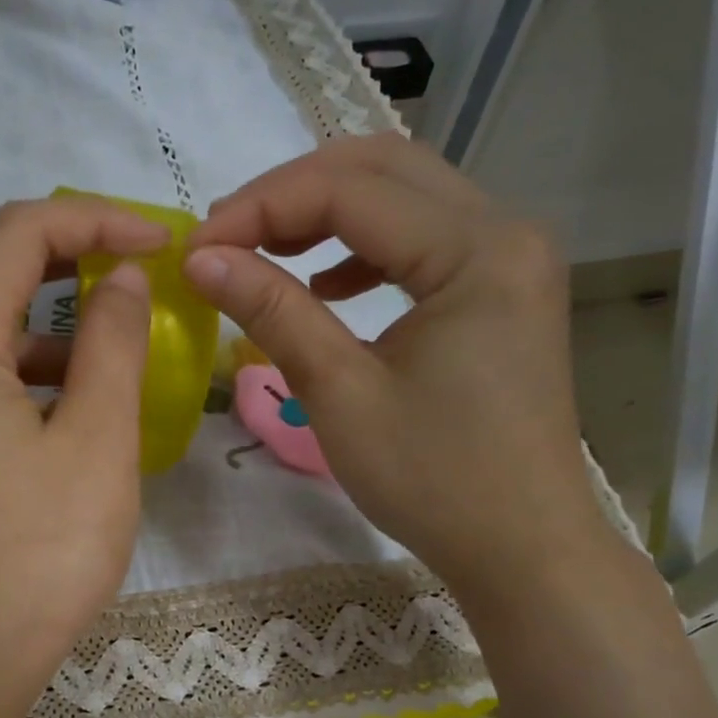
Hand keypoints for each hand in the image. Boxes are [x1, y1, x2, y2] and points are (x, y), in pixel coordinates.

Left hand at [0, 196, 165, 702]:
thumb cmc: (43, 550)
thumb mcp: (98, 439)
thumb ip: (112, 343)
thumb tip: (122, 276)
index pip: (19, 234)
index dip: (94, 218)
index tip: (159, 243)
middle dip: (62, 250)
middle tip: (129, 268)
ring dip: (43, 313)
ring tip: (109, 342)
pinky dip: (25, 365)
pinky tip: (71, 404)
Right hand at [184, 134, 605, 592]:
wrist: (521, 548)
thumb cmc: (433, 481)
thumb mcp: (341, 394)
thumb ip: (273, 312)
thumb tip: (201, 258)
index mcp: (478, 250)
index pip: (351, 191)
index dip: (260, 209)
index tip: (195, 248)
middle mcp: (506, 232)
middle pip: (384, 169)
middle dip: (292, 195)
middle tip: (224, 237)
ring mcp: (511, 259)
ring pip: (404, 198)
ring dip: (326, 214)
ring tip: (261, 252)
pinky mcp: (501, 291)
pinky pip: (423, 241)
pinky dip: (364, 249)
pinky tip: (326, 285)